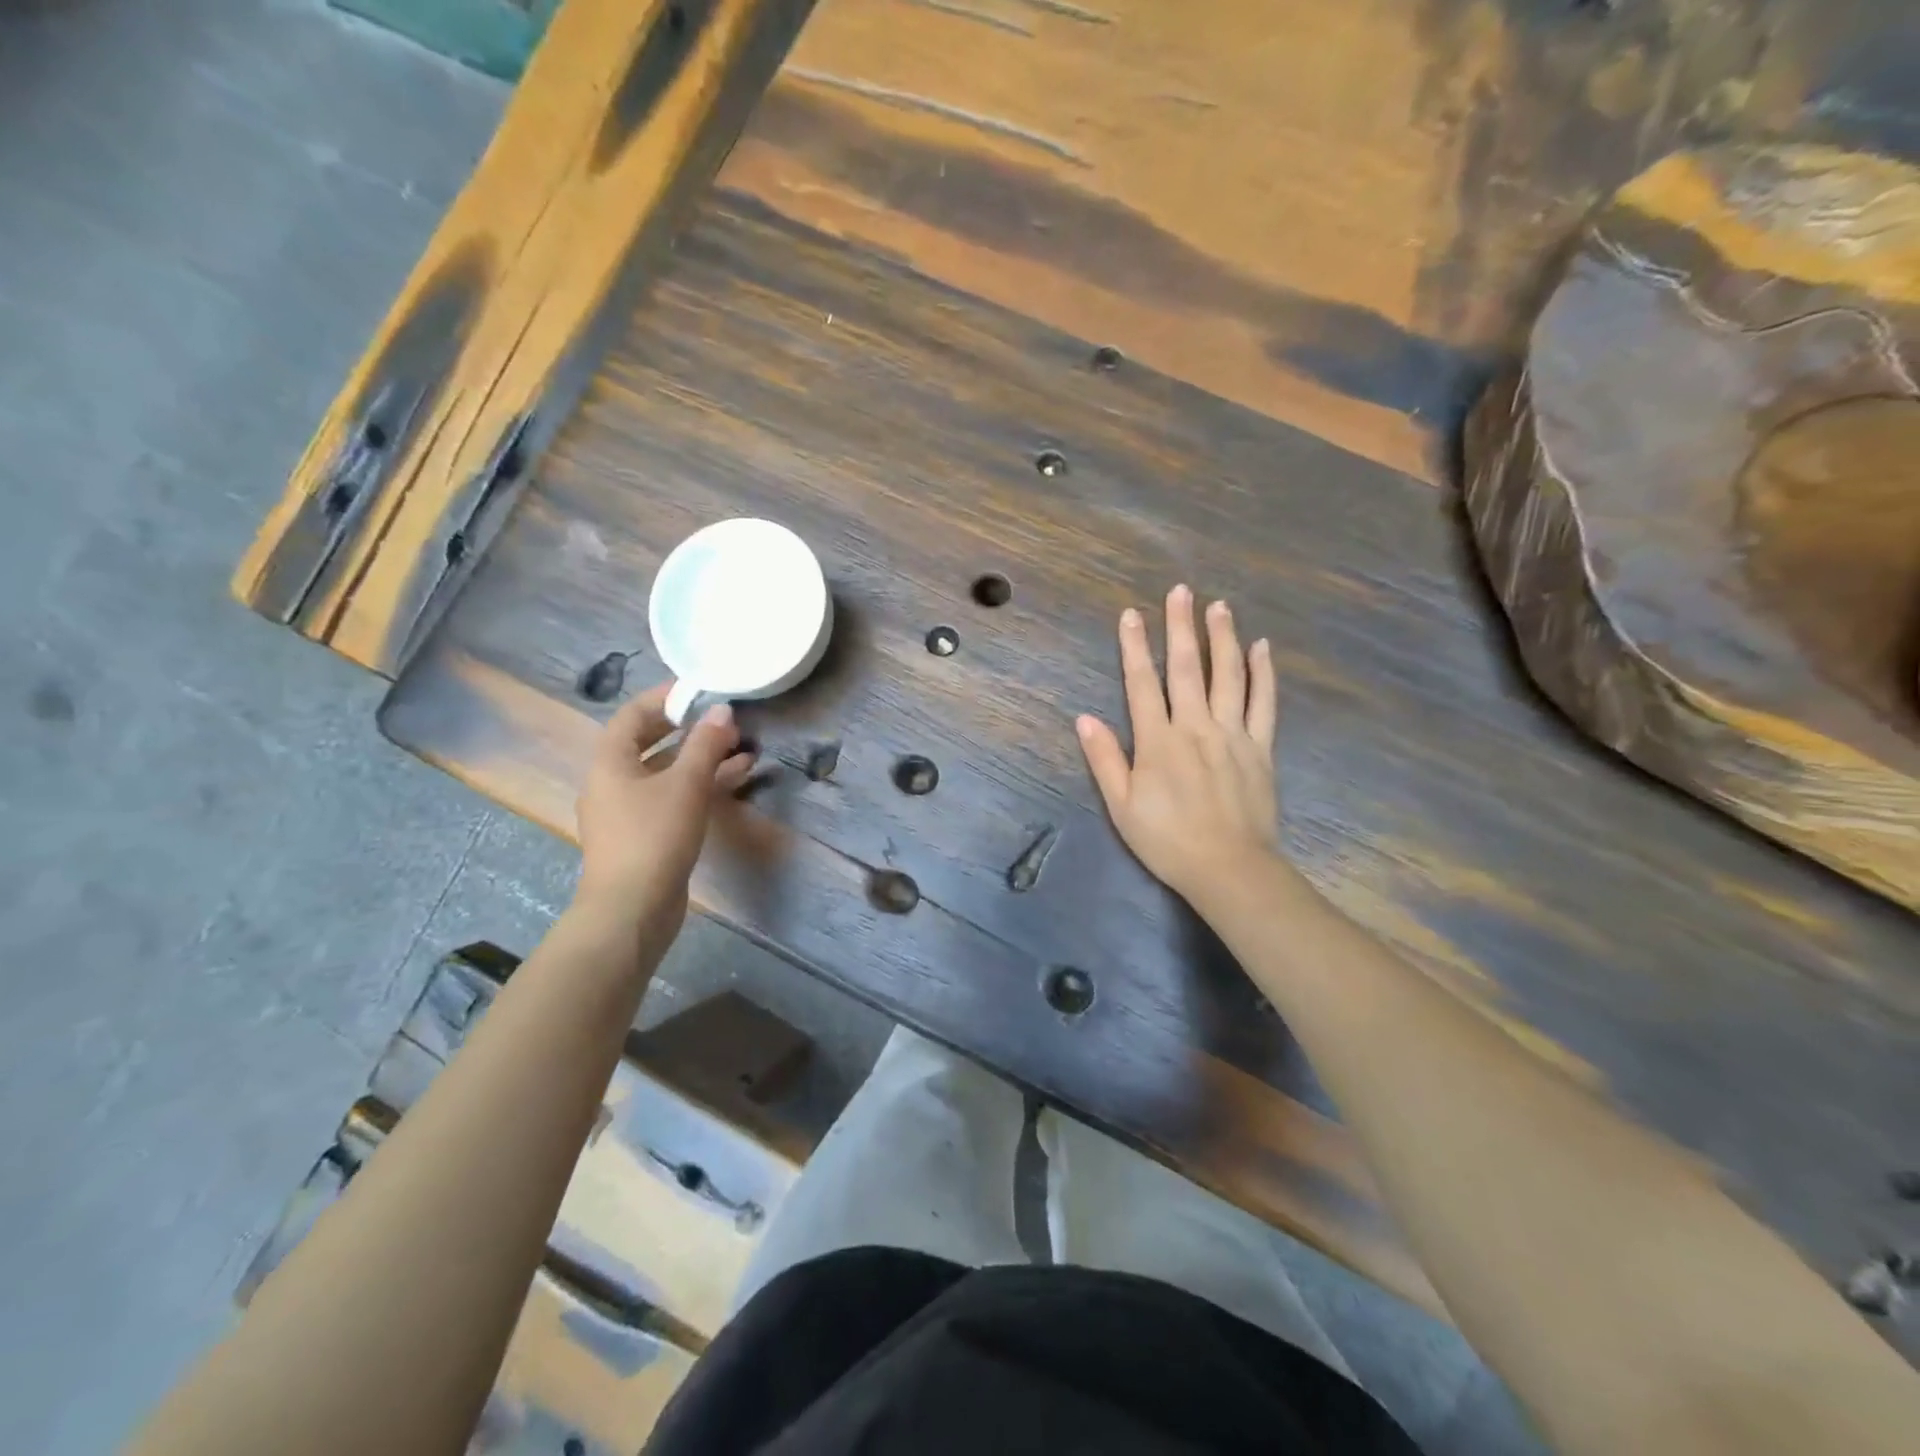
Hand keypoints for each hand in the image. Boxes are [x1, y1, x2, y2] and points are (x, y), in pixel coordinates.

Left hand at [574, 684, 755, 931]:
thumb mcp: (685, 785)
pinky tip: (733, 783)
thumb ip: (705, 745)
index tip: (699, 691)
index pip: (633, 714)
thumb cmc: (654, 837)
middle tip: (725, 720)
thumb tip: (722, 710)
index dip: (664, 698)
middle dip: (689, 730)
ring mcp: (628, 812)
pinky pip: (672, 798)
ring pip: (666, 774)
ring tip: (744, 751)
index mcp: (610, 762)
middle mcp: (613, 783)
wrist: (632, 910)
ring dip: (702, 760)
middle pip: (649, 743)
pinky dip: (699, 787)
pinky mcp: (645, 836)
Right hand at [1076, 585, 1283, 911]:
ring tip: (1220, 607)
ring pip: (1228, 676)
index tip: (1131, 614)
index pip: (1142, 683)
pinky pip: (1263, 703)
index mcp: (1158, 741)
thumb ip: (1105, 759)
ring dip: (1223, 638)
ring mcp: (1232, 734)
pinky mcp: (1260, 748)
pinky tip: (1261, 648)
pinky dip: (1262, 673)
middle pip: (1188, 668)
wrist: (1228, 868)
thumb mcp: (1122, 805)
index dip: (1135, 647)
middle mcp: (1195, 727)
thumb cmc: (1167, 840)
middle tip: (1181, 591)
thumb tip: (1084, 718)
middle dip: (1181, 627)